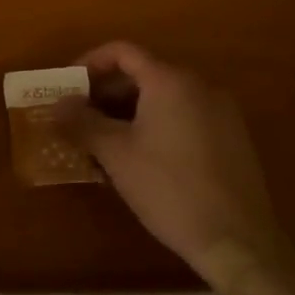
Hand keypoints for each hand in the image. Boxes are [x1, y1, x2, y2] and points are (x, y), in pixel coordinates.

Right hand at [58, 41, 294, 289]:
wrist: (238, 241)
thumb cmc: (169, 188)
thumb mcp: (116, 154)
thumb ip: (82, 122)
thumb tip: (57, 105)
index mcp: (170, 81)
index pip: (123, 52)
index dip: (89, 62)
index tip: (68, 86)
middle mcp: (199, 86)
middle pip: (144, 74)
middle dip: (107, 92)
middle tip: (80, 116)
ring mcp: (222, 113)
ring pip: (164, 98)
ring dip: (129, 111)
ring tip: (104, 141)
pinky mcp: (233, 139)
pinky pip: (185, 117)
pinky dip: (157, 125)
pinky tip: (140, 158)